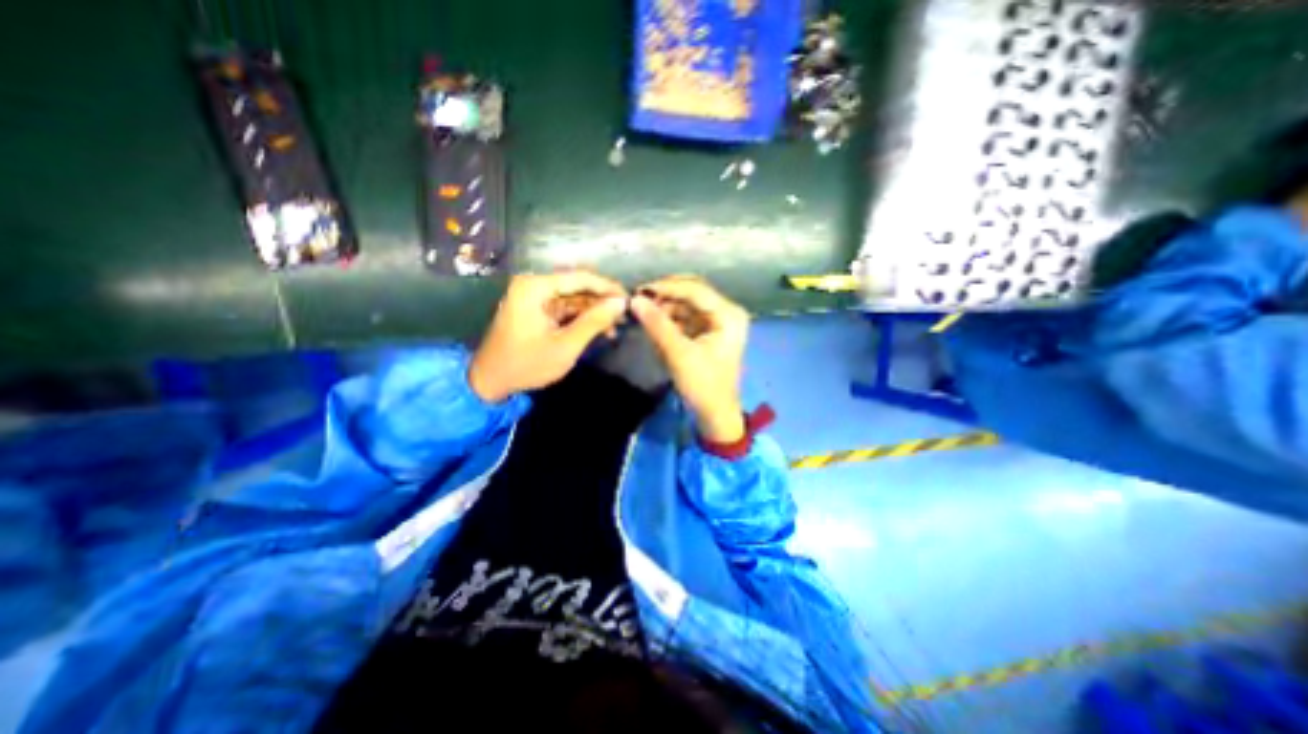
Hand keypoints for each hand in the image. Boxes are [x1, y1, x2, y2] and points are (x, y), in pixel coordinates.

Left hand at [469, 271, 626, 404]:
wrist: (489, 381)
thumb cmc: (527, 363)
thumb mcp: (565, 345)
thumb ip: (594, 321)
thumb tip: (621, 302)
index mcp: (536, 287)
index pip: (580, 278)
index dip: (607, 287)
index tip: (629, 299)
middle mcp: (534, 285)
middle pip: (577, 286)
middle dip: (601, 302)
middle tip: (625, 316)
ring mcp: (534, 298)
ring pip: (573, 298)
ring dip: (594, 312)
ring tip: (615, 327)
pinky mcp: (536, 311)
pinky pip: (565, 309)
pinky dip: (581, 319)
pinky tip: (599, 330)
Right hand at [632, 274, 751, 440]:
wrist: (715, 414)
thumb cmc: (703, 386)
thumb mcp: (679, 354)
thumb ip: (658, 325)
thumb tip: (635, 300)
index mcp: (728, 315)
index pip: (695, 289)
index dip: (667, 287)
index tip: (640, 290)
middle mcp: (726, 312)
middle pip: (692, 293)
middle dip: (665, 296)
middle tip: (639, 300)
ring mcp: (717, 321)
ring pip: (687, 304)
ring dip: (665, 307)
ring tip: (643, 312)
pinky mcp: (707, 331)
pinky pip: (686, 317)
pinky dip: (670, 318)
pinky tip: (654, 322)